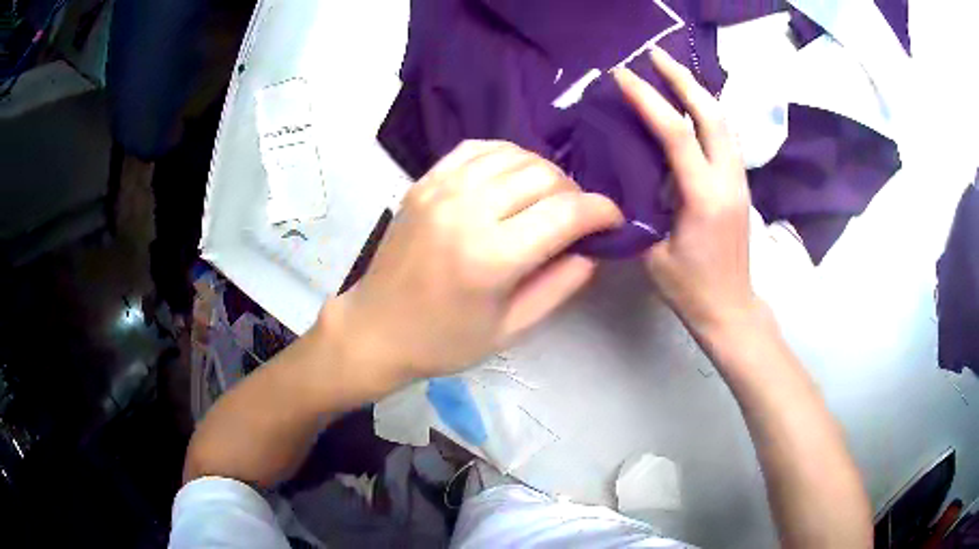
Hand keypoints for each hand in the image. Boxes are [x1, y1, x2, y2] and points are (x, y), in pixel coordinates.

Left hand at [323, 140, 622, 381]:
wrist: (376, 327)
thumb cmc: (444, 340)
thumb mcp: (512, 328)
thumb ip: (560, 284)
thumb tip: (591, 248)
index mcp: (491, 256)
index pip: (566, 212)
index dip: (602, 211)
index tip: (613, 220)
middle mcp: (467, 210)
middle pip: (544, 176)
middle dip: (574, 194)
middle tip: (576, 219)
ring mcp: (441, 189)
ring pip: (515, 155)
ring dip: (543, 173)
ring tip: (545, 200)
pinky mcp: (425, 181)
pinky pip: (478, 148)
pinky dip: (506, 156)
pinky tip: (511, 178)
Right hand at [614, 47, 756, 336]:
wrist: (731, 308)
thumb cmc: (690, 289)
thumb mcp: (652, 254)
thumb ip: (639, 211)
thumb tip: (621, 178)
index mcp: (704, 198)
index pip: (676, 134)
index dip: (648, 99)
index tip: (623, 75)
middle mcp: (728, 181)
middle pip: (712, 114)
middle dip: (683, 79)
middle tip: (655, 55)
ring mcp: (739, 181)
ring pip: (723, 122)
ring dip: (697, 91)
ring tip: (672, 72)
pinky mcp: (739, 185)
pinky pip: (725, 136)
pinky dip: (707, 112)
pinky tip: (690, 107)